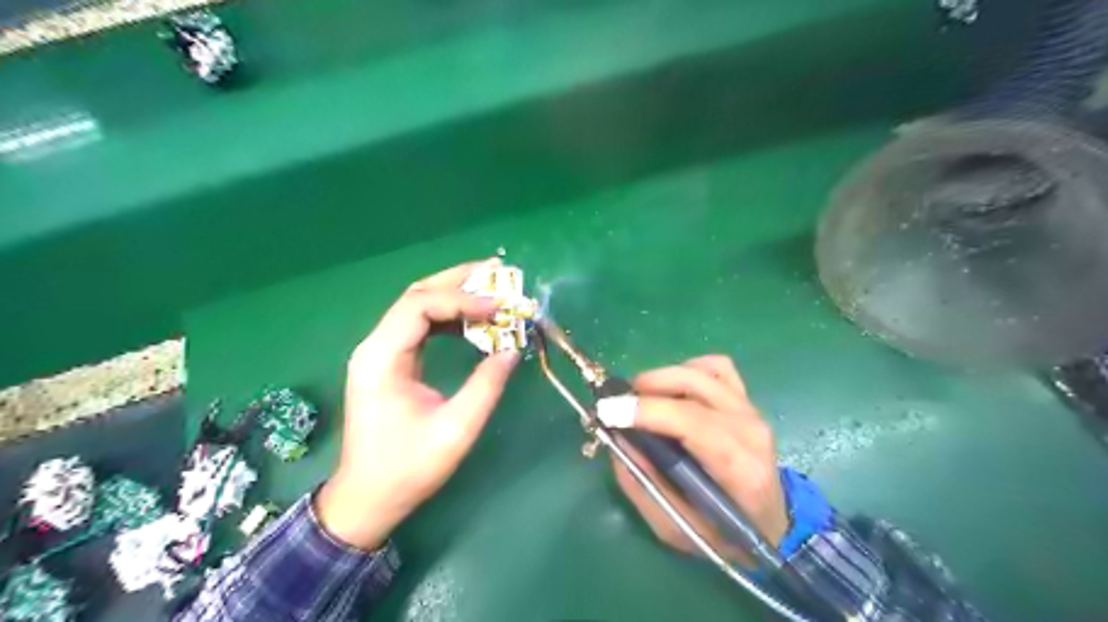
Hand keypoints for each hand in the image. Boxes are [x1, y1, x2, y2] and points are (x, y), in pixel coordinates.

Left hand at [314, 260, 517, 549]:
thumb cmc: (408, 467)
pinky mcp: (389, 361)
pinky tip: (473, 321)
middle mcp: (375, 345)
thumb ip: (486, 385)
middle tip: (497, 272)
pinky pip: (420, 326)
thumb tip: (512, 350)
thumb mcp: (456, 429)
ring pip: (418, 306)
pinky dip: (449, 317)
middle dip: (458, 281)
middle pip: (416, 295)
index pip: (420, 306)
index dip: (463, 300)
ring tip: (491, 290)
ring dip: (455, 295)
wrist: (368, 496)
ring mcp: (380, 352)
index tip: (499, 308)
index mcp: (382, 358)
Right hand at [616, 358, 787, 564]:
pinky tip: (673, 390)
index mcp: (740, 469)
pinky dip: (687, 370)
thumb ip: (642, 484)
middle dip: (647, 387)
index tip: (608, 410)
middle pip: (694, 386)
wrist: (768, 526)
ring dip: (663, 377)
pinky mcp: (747, 400)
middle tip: (618, 404)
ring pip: (702, 371)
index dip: (647, 410)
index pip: (692, 422)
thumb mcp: (674, 527)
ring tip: (641, 398)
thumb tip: (616, 438)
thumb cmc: (721, 534)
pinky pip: (716, 367)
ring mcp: (751, 410)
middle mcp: (751, 430)